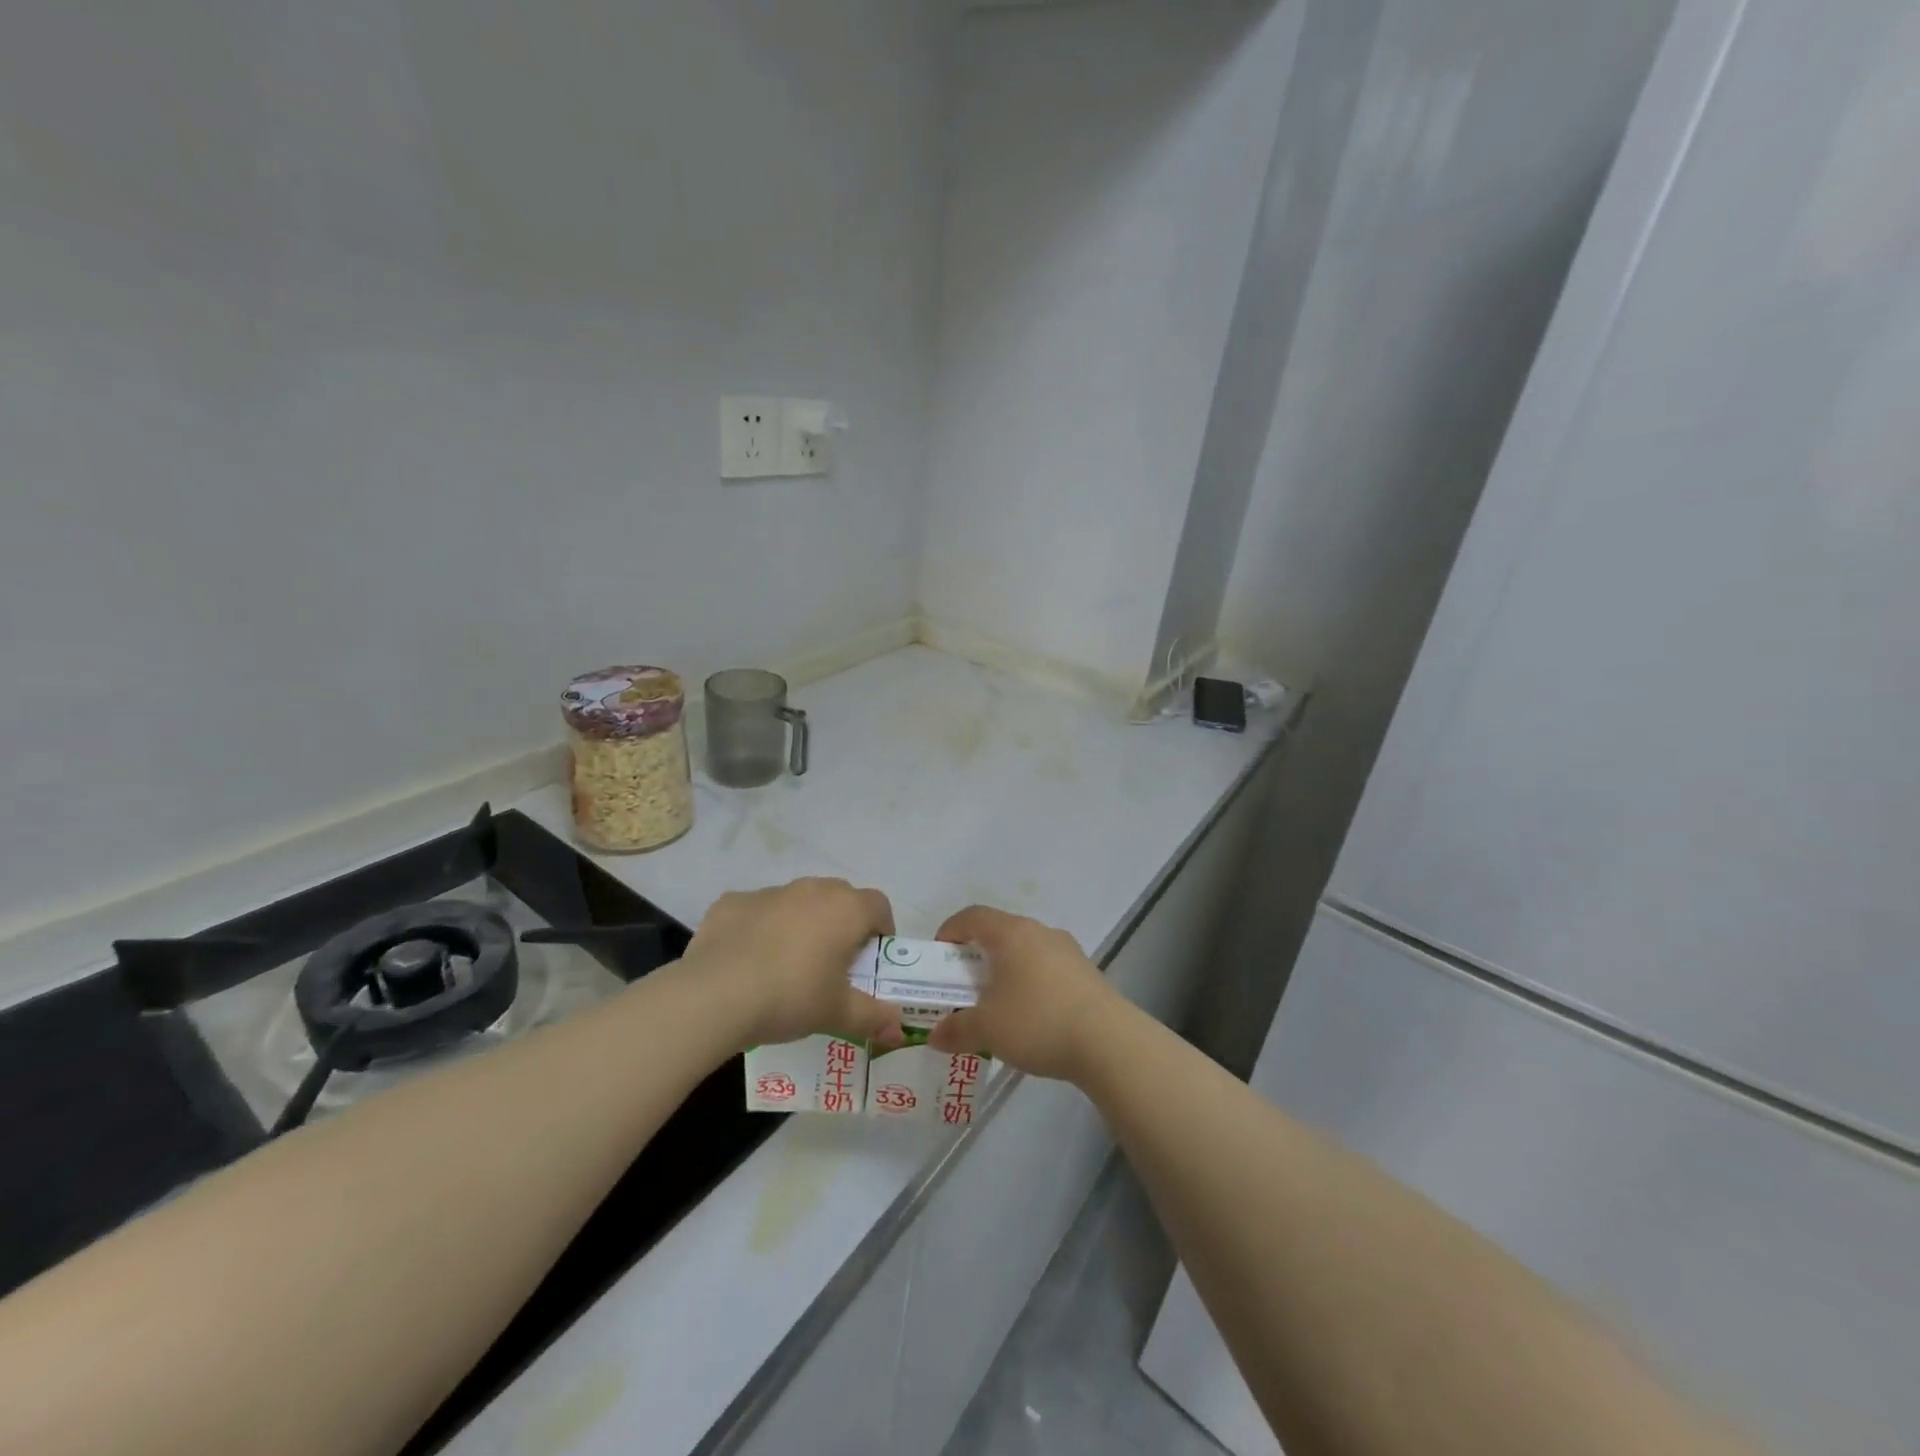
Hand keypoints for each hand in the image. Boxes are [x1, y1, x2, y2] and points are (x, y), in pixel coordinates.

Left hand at [683, 878, 904, 1049]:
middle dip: (841, 924)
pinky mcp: (732, 901)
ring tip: (787, 964)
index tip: (871, 959)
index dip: (881, 930)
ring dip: (800, 924)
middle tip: (833, 964)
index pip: (879, 905)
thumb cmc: (792, 997)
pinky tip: (747, 960)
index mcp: (845, 909)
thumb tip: (899, 1028)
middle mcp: (812, 889)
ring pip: (797, 902)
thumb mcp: (838, 1013)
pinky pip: (757, 911)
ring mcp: (769, 892)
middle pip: (839, 898)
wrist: (716, 995)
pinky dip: (759, 928)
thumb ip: (874, 1017)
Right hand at [928, 906, 1120, 1081]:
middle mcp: (1039, 931)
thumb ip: (956, 1029)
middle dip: (977, 955)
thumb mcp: (987, 1030)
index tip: (940, 957)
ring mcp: (1067, 950)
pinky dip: (1031, 983)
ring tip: (997, 1004)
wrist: (1108, 1041)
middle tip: (964, 985)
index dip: (950, 931)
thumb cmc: (1038, 1022)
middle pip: (1000, 932)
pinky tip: (1032, 1017)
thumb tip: (935, 1036)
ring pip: (1026, 950)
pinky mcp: (1087, 972)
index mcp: (1011, 933)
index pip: (972, 916)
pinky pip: (1048, 968)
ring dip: (1006, 970)